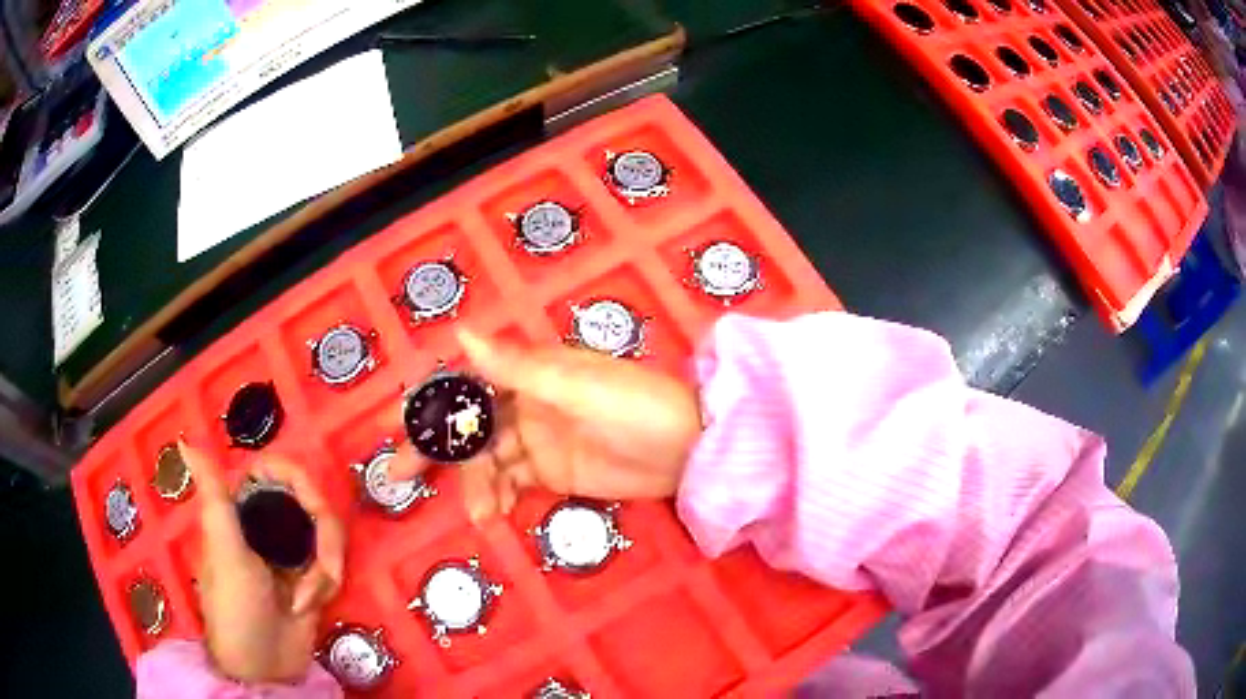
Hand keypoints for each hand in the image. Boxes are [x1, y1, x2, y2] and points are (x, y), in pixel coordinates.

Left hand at [178, 441, 344, 683]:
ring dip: (325, 569)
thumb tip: (185, 441)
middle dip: (323, 538)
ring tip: (306, 600)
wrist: (265, 668)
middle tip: (323, 570)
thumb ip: (214, 496)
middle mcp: (268, 524)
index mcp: (242, 510)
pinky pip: (333, 565)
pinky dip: (327, 585)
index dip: (299, 480)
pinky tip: (309, 607)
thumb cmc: (235, 608)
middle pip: (312, 503)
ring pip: (327, 535)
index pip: (278, 471)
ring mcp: (291, 552)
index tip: (312, 503)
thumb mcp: (224, 552)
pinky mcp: (312, 579)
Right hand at [388, 330, 701, 521]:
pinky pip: (511, 482)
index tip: (395, 420)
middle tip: (398, 472)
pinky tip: (493, 512)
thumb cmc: (633, 405)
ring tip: (477, 512)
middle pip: (467, 425)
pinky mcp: (551, 473)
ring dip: (474, 484)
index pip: (467, 383)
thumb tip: (460, 333)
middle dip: (433, 447)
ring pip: (487, 460)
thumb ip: (515, 366)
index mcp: (529, 372)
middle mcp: (525, 402)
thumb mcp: (572, 385)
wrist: (686, 449)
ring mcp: (536, 440)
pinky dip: (497, 496)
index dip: (430, 400)